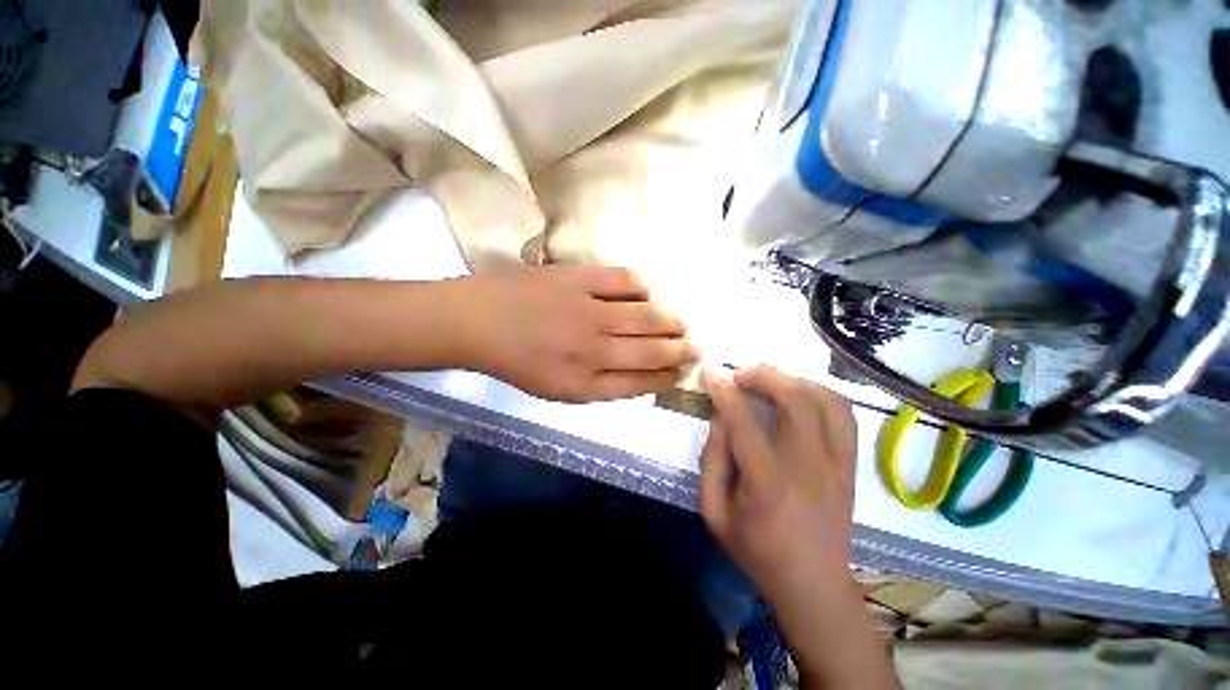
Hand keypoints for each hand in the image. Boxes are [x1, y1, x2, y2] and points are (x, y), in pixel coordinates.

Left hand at [463, 265, 699, 401]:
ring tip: (682, 322)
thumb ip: (601, 385)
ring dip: (673, 321)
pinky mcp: (579, 279)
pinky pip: (626, 281)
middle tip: (696, 345)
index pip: (643, 383)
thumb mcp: (558, 389)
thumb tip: (641, 374)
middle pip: (653, 351)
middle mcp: (592, 351)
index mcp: (584, 385)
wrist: (477, 322)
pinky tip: (649, 294)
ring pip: (648, 317)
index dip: (668, 377)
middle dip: (682, 350)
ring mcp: (588, 312)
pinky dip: (645, 288)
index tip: (683, 371)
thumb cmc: (516, 361)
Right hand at [699, 366, 857, 605]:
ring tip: (770, 382)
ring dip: (794, 380)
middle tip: (740, 375)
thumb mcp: (714, 511)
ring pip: (826, 400)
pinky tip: (800, 396)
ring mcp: (837, 464)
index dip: (724, 391)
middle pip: (795, 399)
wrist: (814, 585)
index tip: (711, 374)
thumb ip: (711, 460)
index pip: (744, 421)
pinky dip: (821, 394)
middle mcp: (809, 466)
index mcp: (768, 483)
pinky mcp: (850, 466)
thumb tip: (720, 417)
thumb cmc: (757, 550)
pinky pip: (844, 415)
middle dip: (764, 375)